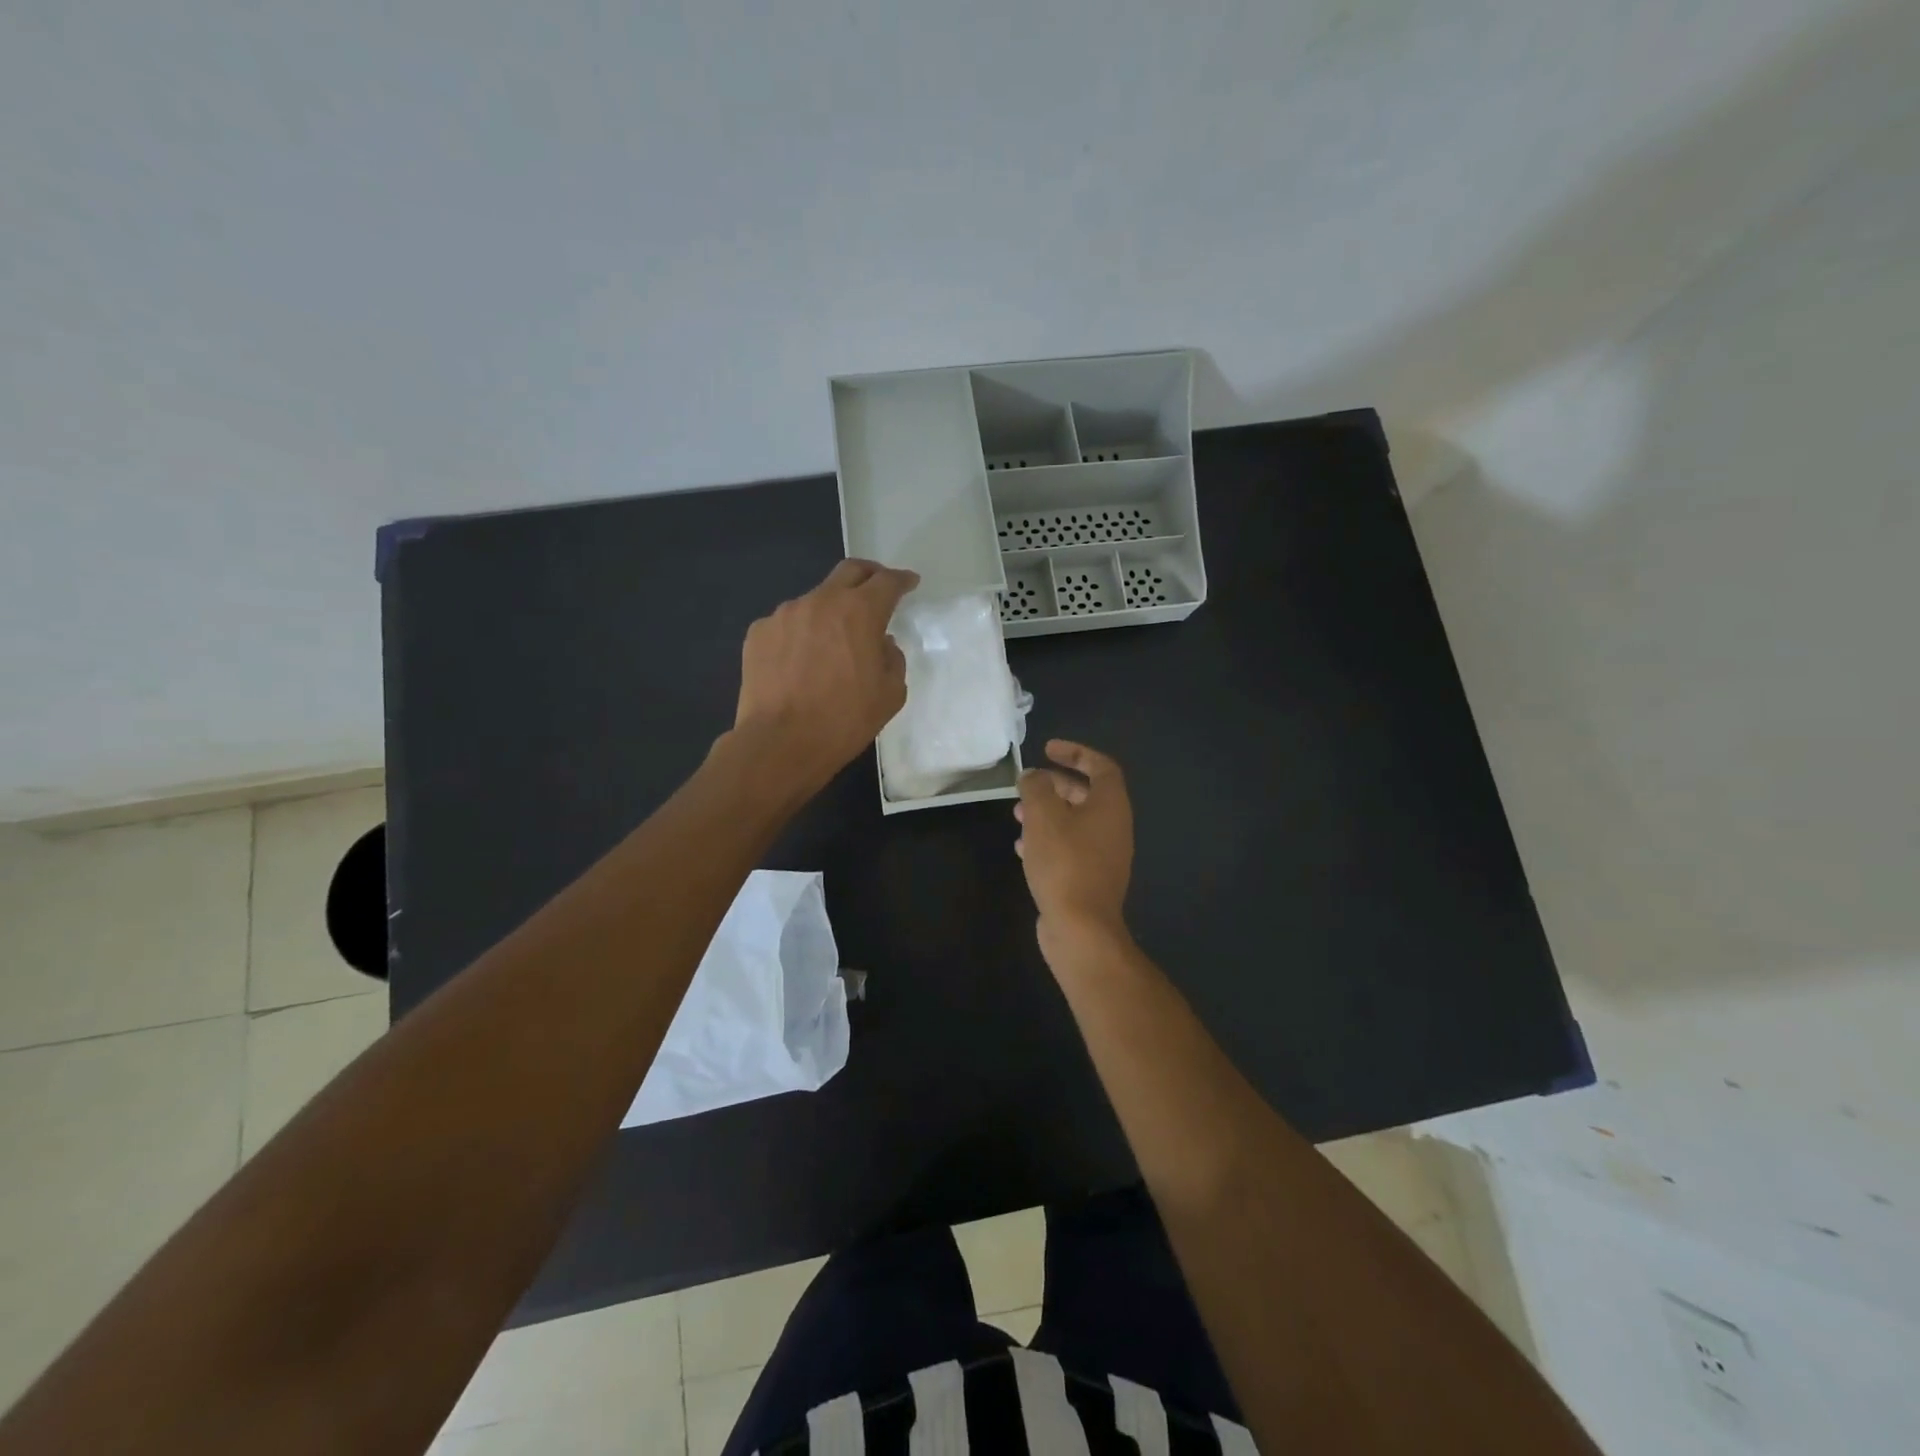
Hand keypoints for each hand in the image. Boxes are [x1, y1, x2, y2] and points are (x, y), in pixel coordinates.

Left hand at [733, 558, 918, 791]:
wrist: (780, 743)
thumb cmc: (844, 720)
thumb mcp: (890, 694)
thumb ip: (892, 658)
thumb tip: (881, 643)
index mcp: (860, 612)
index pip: (887, 581)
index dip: (902, 580)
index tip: (909, 583)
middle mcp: (820, 601)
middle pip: (849, 571)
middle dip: (869, 575)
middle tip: (878, 588)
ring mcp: (784, 614)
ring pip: (815, 600)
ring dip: (831, 611)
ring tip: (833, 640)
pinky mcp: (759, 633)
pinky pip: (788, 624)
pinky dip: (801, 633)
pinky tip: (801, 661)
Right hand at [1015, 740, 1134, 962]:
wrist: (1081, 927)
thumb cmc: (1064, 862)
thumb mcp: (1043, 815)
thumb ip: (1036, 787)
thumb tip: (1033, 776)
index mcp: (1111, 805)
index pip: (1101, 766)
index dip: (1075, 753)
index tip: (1047, 749)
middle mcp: (1113, 827)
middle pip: (1086, 794)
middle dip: (1054, 785)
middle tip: (1027, 785)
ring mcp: (1104, 856)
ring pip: (1074, 823)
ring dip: (1047, 814)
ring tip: (1016, 816)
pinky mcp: (1089, 879)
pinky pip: (1069, 849)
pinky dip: (1047, 841)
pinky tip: (1021, 849)